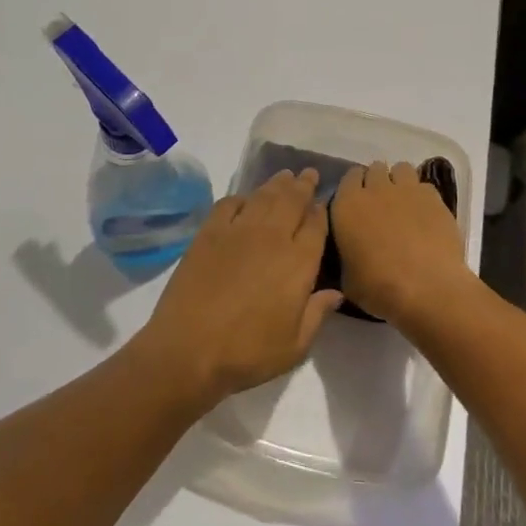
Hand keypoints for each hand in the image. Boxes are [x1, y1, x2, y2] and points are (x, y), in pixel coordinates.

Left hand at [134, 169, 340, 405]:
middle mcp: (272, 236)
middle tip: (308, 174)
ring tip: (284, 176)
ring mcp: (238, 230)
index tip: (321, 203)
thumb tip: (336, 293)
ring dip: (277, 184)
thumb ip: (317, 314)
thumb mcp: (294, 346)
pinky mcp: (209, 232)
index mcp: (298, 262)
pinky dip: (241, 197)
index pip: (316, 225)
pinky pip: (229, 203)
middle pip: (292, 200)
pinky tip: (245, 199)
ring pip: (263, 196)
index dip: (320, 211)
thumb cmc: (248, 352)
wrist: (189, 348)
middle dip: (303, 185)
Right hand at [329, 161, 474, 325]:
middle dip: (377, 182)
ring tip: (404, 204)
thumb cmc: (379, 287)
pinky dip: (422, 196)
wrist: (427, 288)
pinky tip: (425, 215)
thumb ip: (346, 255)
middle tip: (381, 205)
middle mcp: (375, 189)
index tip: (357, 203)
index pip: (348, 177)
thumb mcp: (347, 278)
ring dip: (400, 182)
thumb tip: (352, 253)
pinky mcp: (434, 198)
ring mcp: (407, 190)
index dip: (354, 188)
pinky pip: (424, 186)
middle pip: (374, 169)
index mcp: (347, 205)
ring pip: (401, 169)